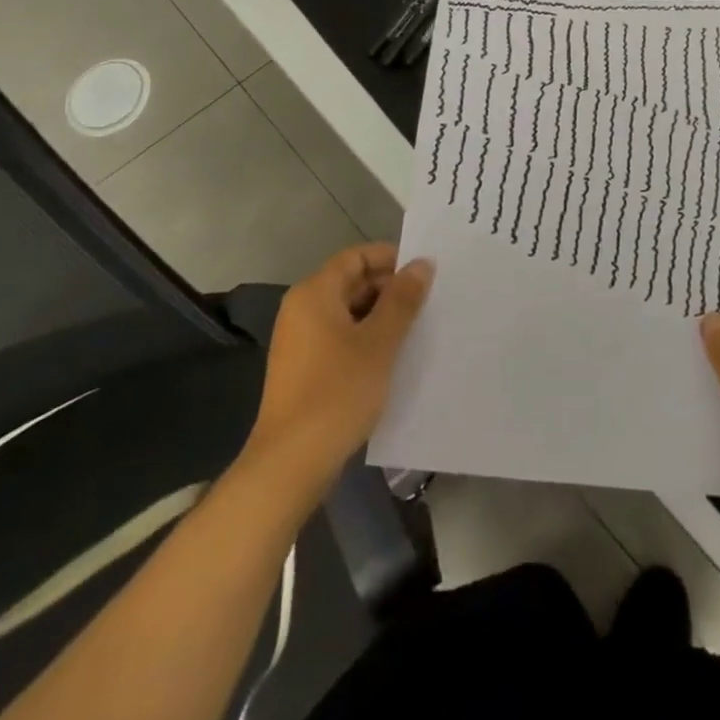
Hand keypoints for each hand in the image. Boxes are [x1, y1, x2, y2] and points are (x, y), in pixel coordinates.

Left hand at [246, 243, 432, 485]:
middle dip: (390, 289)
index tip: (425, 273)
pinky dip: (366, 338)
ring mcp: (300, 340)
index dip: (391, 258)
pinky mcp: (304, 368)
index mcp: (314, 293)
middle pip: (351, 281)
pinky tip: (393, 356)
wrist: (291, 463)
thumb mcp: (379, 342)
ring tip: (417, 328)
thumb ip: (402, 299)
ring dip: (381, 316)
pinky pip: (340, 337)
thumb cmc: (338, 392)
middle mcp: (302, 309)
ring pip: (348, 311)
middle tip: (428, 302)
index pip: (356, 256)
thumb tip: (421, 263)